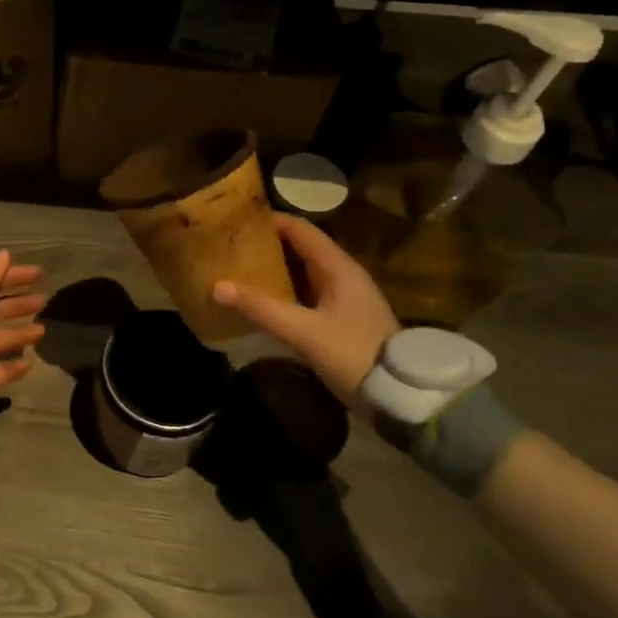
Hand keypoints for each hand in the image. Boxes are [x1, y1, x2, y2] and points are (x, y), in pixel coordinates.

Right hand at [212, 214, 399, 411]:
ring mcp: (343, 297)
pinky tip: (260, 299)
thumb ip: (261, 308)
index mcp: (338, 267)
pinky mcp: (340, 318)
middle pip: (299, 247)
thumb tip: (216, 286)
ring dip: (273, 268)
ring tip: (237, 268)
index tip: (235, 221)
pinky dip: (282, 290)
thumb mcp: (303, 331)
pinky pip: (305, 292)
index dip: (269, 221)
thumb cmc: (354, 354)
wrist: (400, 395)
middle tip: (229, 245)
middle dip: (266, 244)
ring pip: (301, 271)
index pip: (300, 229)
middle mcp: (342, 274)